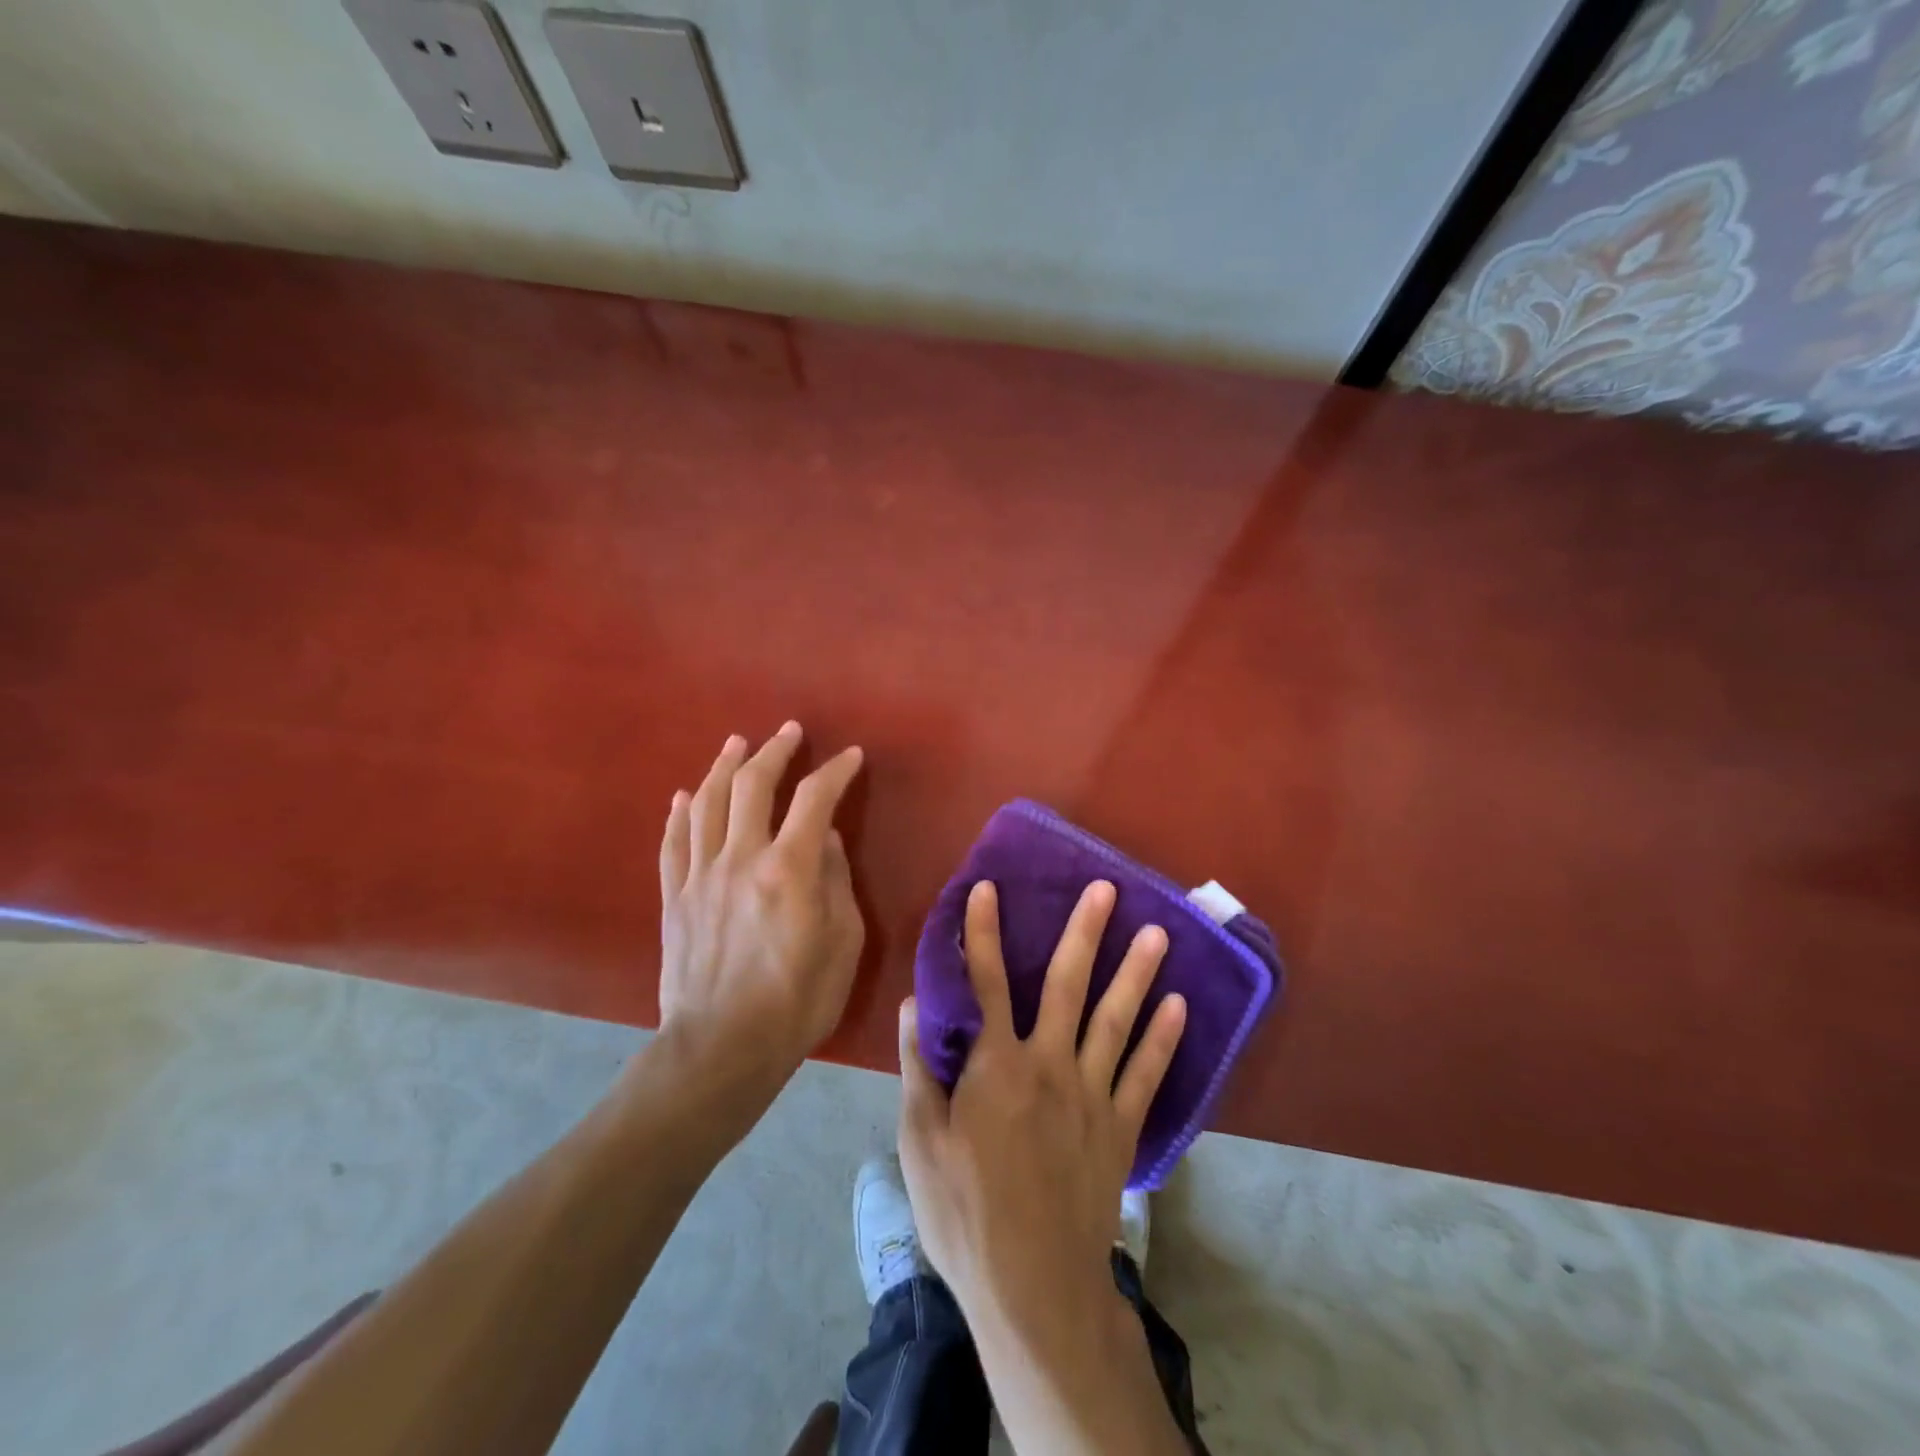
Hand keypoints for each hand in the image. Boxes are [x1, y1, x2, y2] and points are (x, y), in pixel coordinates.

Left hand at [652, 723, 864, 1099]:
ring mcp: (700, 876)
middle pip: (753, 785)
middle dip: (774, 751)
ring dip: (724, 766)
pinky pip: (673, 842)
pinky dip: (681, 813)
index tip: (851, 756)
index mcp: (788, 869)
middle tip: (789, 732)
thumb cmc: (797, 1000)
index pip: (815, 799)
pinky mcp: (674, 898)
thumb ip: (836, 882)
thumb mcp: (843, 943)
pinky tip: (686, 795)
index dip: (835, 771)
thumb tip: (828, 840)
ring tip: (737, 744)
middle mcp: (740, 858)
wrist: (722, 1049)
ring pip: (708, 802)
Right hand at [897, 879, 1186, 1333]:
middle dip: (1085, 932)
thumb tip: (915, 1002)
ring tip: (1158, 933)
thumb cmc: (966, 1212)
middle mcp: (1050, 1064)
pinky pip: (1147, 1074)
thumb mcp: (921, 1142)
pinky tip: (1180, 1007)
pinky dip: (1164, 1039)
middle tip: (1106, 888)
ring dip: (1137, 973)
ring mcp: (1093, 1094)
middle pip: (1069, 985)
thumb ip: (920, 1067)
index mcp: (997, 1065)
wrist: (1035, 1287)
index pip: (987, 982)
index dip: (984, 933)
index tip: (987, 888)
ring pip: (1117, 1020)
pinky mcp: (1121, 1128)